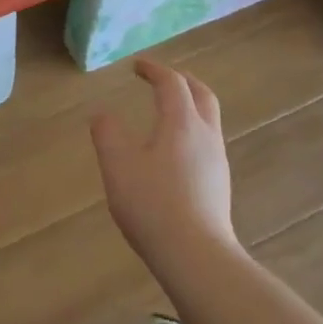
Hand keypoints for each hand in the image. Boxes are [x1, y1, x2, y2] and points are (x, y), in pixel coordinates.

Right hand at [89, 58, 237, 268]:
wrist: (196, 256)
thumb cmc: (153, 204)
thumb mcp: (118, 165)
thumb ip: (107, 133)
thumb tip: (103, 114)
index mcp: (181, 123)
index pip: (172, 83)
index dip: (154, 70)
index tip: (136, 66)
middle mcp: (205, 135)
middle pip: (202, 95)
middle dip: (182, 81)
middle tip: (161, 79)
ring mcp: (217, 161)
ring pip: (208, 120)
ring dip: (190, 106)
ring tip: (167, 112)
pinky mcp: (219, 185)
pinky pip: (207, 143)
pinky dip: (191, 130)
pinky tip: (174, 152)